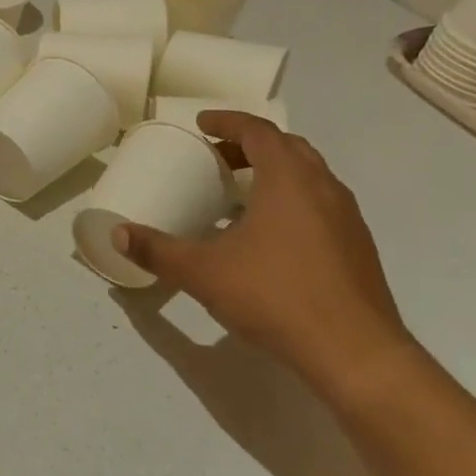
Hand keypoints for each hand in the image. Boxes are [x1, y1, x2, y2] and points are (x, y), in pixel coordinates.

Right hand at [114, 111, 412, 399]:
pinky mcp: (357, 247)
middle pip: (287, 147)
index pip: (258, 131)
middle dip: (250, 145)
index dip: (227, 122)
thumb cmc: (276, 297)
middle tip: (217, 158)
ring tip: (240, 194)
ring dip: (274, 172)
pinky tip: (270, 237)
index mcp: (289, 179)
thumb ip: (158, 251)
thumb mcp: (204, 273)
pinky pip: (321, 204)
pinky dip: (292, 201)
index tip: (202, 124)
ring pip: (309, 176)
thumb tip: (118, 235)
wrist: (356, 354)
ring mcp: (347, 218)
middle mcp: (323, 187)